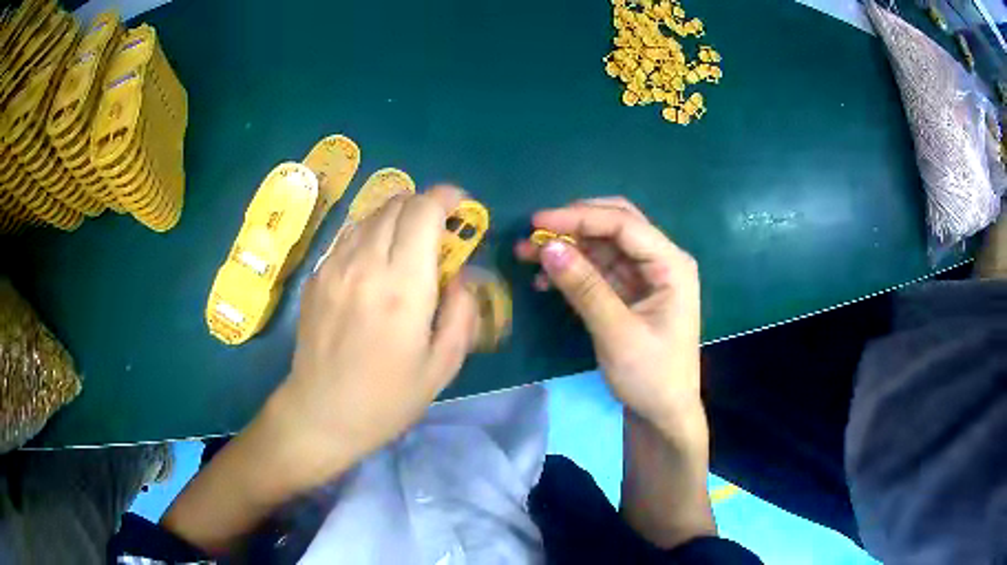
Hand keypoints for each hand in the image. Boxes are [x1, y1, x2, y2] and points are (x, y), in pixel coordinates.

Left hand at [268, 185, 478, 490]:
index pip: (423, 211)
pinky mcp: (317, 276)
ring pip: (371, 215)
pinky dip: (371, 236)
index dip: (446, 198)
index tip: (460, 207)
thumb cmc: (387, 399)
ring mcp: (334, 267)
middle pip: (397, 203)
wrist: (321, 414)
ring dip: (396, 218)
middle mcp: (365, 265)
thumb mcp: (442, 366)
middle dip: (424, 206)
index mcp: (402, 288)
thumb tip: (459, 276)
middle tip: (437, 233)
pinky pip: (349, 237)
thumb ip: (462, 312)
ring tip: (406, 248)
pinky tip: (375, 266)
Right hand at [515, 197, 703, 441]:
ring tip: (528, 254)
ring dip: (568, 246)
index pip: (624, 224)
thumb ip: (584, 287)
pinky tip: (546, 280)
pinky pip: (598, 269)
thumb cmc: (651, 376)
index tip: (537, 222)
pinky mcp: (630, 291)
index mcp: (671, 264)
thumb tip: (548, 247)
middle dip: (574, 225)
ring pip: (603, 245)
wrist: (664, 414)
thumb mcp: (617, 333)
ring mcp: (645, 276)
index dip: (580, 217)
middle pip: (616, 225)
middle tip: (534, 233)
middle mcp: (661, 261)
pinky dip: (573, 270)